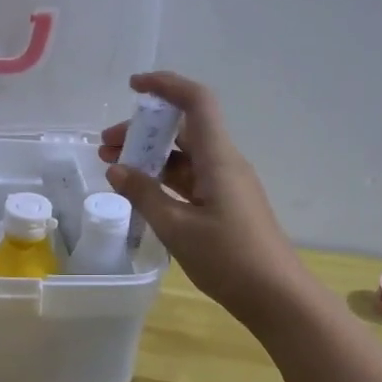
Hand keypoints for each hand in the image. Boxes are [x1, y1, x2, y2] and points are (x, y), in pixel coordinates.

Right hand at [100, 71, 309, 329]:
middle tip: (105, 146)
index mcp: (218, 159)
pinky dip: (163, 179)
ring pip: (184, 157)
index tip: (132, 86)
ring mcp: (226, 185)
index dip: (165, 85)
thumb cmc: (228, 258)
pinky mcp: (225, 206)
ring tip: (113, 168)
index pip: (196, 102)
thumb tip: (116, 169)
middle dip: (143, 131)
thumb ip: (144, 194)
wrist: (276, 296)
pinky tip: (140, 192)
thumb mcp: (177, 227)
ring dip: (150, 157)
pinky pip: (190, 179)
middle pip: (183, 130)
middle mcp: (224, 163)